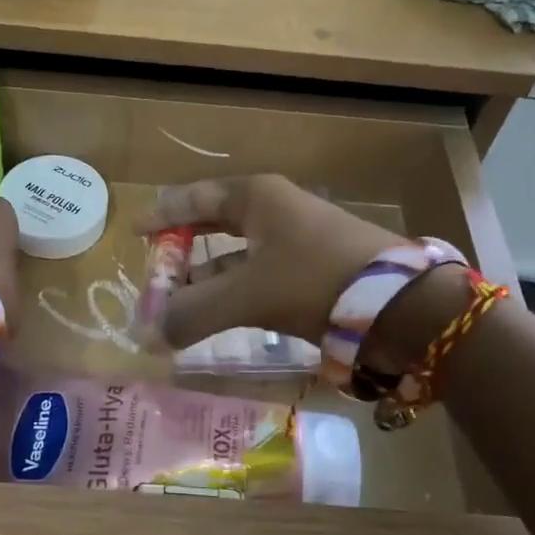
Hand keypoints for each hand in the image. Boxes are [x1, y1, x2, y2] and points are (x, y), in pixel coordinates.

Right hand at [133, 175, 401, 348]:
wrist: (399, 304)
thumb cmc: (314, 279)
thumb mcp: (247, 294)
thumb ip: (193, 313)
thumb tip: (148, 336)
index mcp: (256, 198)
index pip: (196, 198)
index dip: (163, 214)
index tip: (135, 230)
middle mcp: (275, 210)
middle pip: (216, 224)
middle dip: (184, 250)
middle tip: (156, 271)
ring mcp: (298, 239)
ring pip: (238, 254)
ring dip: (208, 278)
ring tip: (179, 305)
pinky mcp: (314, 268)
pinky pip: (260, 275)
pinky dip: (236, 293)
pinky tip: (221, 316)